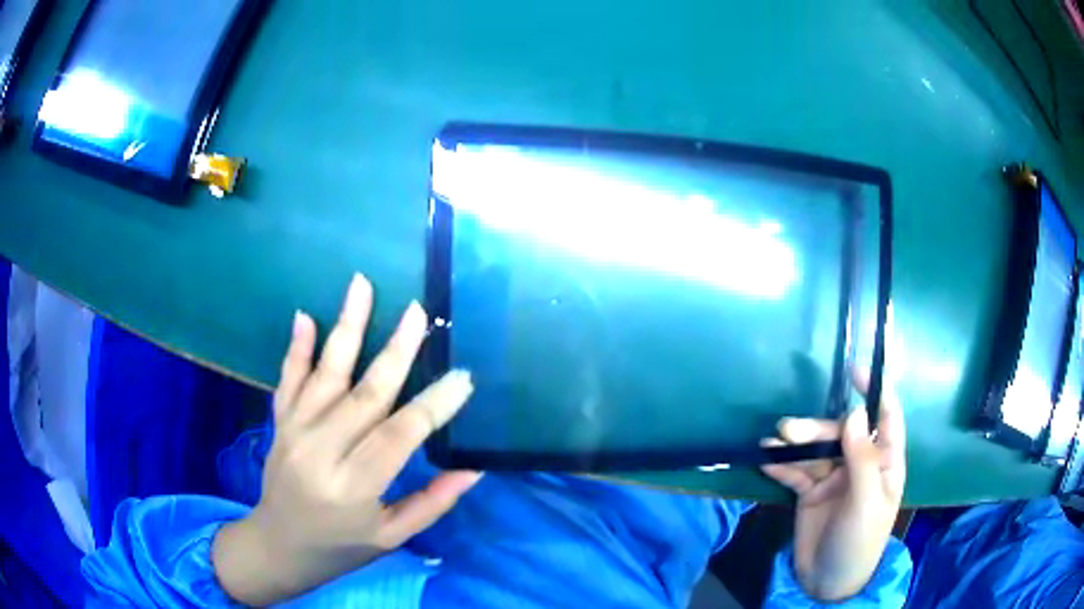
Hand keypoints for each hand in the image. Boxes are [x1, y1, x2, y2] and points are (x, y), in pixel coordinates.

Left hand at [212, 274, 480, 605]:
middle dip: (396, 351)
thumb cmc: (340, 548)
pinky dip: (297, 348)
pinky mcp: (279, 424)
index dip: (434, 406)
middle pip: (364, 394)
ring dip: (345, 327)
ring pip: (325, 374)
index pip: (400, 436)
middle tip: (419, 312)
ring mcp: (294, 432)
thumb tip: (472, 469)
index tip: (462, 377)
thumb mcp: (391, 539)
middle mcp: (320, 452)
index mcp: (353, 487)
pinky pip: (288, 380)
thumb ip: (431, 504)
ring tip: (361, 285)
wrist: (278, 546)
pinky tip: (305, 316)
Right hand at [761, 371, 904, 601]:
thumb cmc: (859, 541)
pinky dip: (782, 464)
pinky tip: (766, 459)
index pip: (886, 418)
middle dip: (815, 429)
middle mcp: (860, 464)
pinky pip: (796, 472)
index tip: (855, 370)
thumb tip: (854, 413)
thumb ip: (862, 459)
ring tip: (771, 442)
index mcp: (885, 463)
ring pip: (815, 450)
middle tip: (787, 429)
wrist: (827, 582)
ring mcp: (834, 478)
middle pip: (840, 434)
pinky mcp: (810, 493)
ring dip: (794, 445)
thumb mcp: (866, 502)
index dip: (875, 391)